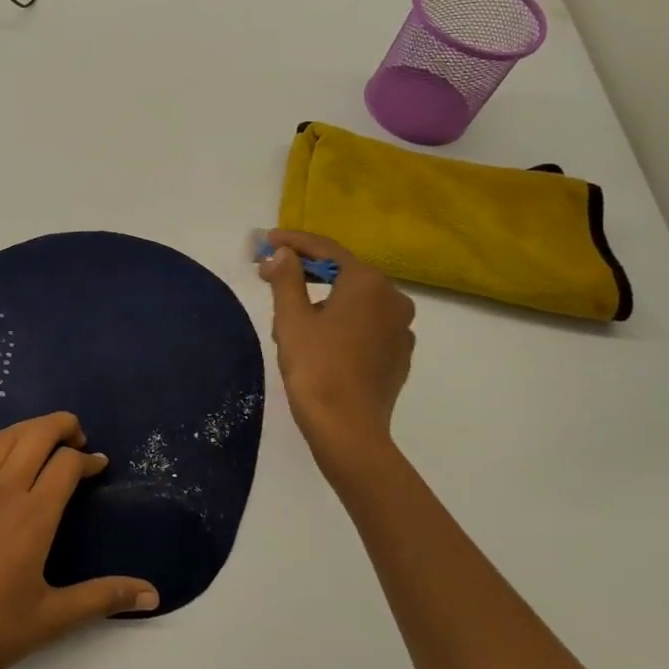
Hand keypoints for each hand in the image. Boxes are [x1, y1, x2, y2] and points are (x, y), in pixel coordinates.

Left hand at [0, 412, 159, 668]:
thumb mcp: (53, 618)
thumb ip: (104, 598)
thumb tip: (153, 595)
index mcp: (32, 515)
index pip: (66, 463)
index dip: (88, 459)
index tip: (100, 466)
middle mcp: (1, 491)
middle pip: (35, 434)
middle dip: (62, 426)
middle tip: (79, 439)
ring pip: (3, 438)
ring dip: (30, 428)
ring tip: (47, 442)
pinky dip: (1, 445)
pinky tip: (6, 465)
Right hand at [259, 230, 415, 459]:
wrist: (348, 428)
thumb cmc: (315, 368)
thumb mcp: (291, 319)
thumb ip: (286, 278)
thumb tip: (282, 253)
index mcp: (367, 282)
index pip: (326, 250)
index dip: (293, 242)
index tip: (266, 240)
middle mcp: (393, 297)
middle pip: (344, 273)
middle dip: (307, 271)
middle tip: (272, 274)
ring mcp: (402, 327)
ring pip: (356, 300)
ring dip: (325, 298)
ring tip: (292, 314)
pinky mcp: (400, 353)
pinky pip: (367, 324)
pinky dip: (344, 321)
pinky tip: (321, 338)